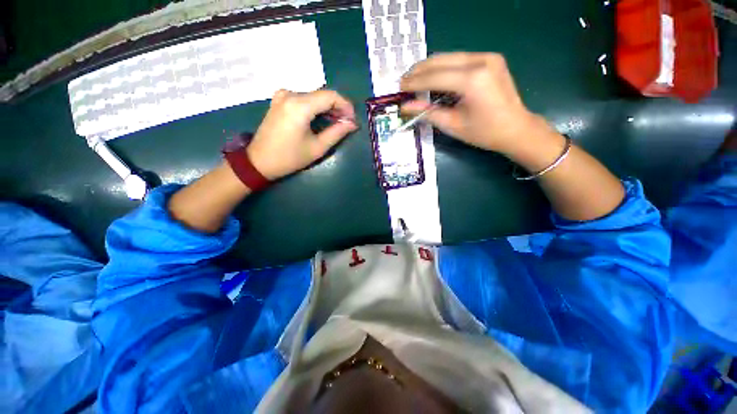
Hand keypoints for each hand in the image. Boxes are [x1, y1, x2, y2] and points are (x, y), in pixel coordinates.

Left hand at [247, 89, 357, 179]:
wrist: (259, 161)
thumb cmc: (290, 158)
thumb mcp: (317, 148)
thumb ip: (337, 133)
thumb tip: (352, 124)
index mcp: (300, 105)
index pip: (331, 96)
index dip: (346, 106)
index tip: (352, 120)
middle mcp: (290, 94)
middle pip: (322, 95)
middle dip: (338, 108)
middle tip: (346, 124)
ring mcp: (283, 96)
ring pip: (314, 97)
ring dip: (327, 108)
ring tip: (336, 124)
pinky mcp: (279, 100)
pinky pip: (304, 99)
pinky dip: (316, 108)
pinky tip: (321, 120)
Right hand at [400, 52, 550, 155]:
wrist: (516, 128)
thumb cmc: (484, 132)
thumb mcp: (452, 125)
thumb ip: (427, 113)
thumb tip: (405, 107)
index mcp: (472, 80)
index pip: (434, 77)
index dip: (414, 82)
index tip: (399, 87)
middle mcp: (480, 61)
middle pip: (440, 60)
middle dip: (419, 71)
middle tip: (404, 82)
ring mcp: (487, 57)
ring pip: (448, 57)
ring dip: (429, 68)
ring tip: (415, 80)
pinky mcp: (490, 59)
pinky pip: (459, 60)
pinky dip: (443, 68)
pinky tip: (434, 78)